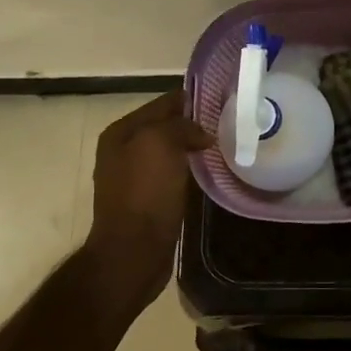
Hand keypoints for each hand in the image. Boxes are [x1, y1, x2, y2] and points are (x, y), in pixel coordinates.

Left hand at [84, 91, 214, 310]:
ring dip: (194, 148)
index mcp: (121, 132)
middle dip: (195, 124)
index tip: (224, 100)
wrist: (133, 252)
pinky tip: (211, 172)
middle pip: (167, 127)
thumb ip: (181, 126)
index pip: (163, 103)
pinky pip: (174, 174)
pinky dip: (191, 170)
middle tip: (230, 124)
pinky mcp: (148, 200)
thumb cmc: (144, 193)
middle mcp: (123, 150)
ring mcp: (134, 177)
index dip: (192, 99)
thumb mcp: (160, 143)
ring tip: (225, 145)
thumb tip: (201, 133)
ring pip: (172, 151)